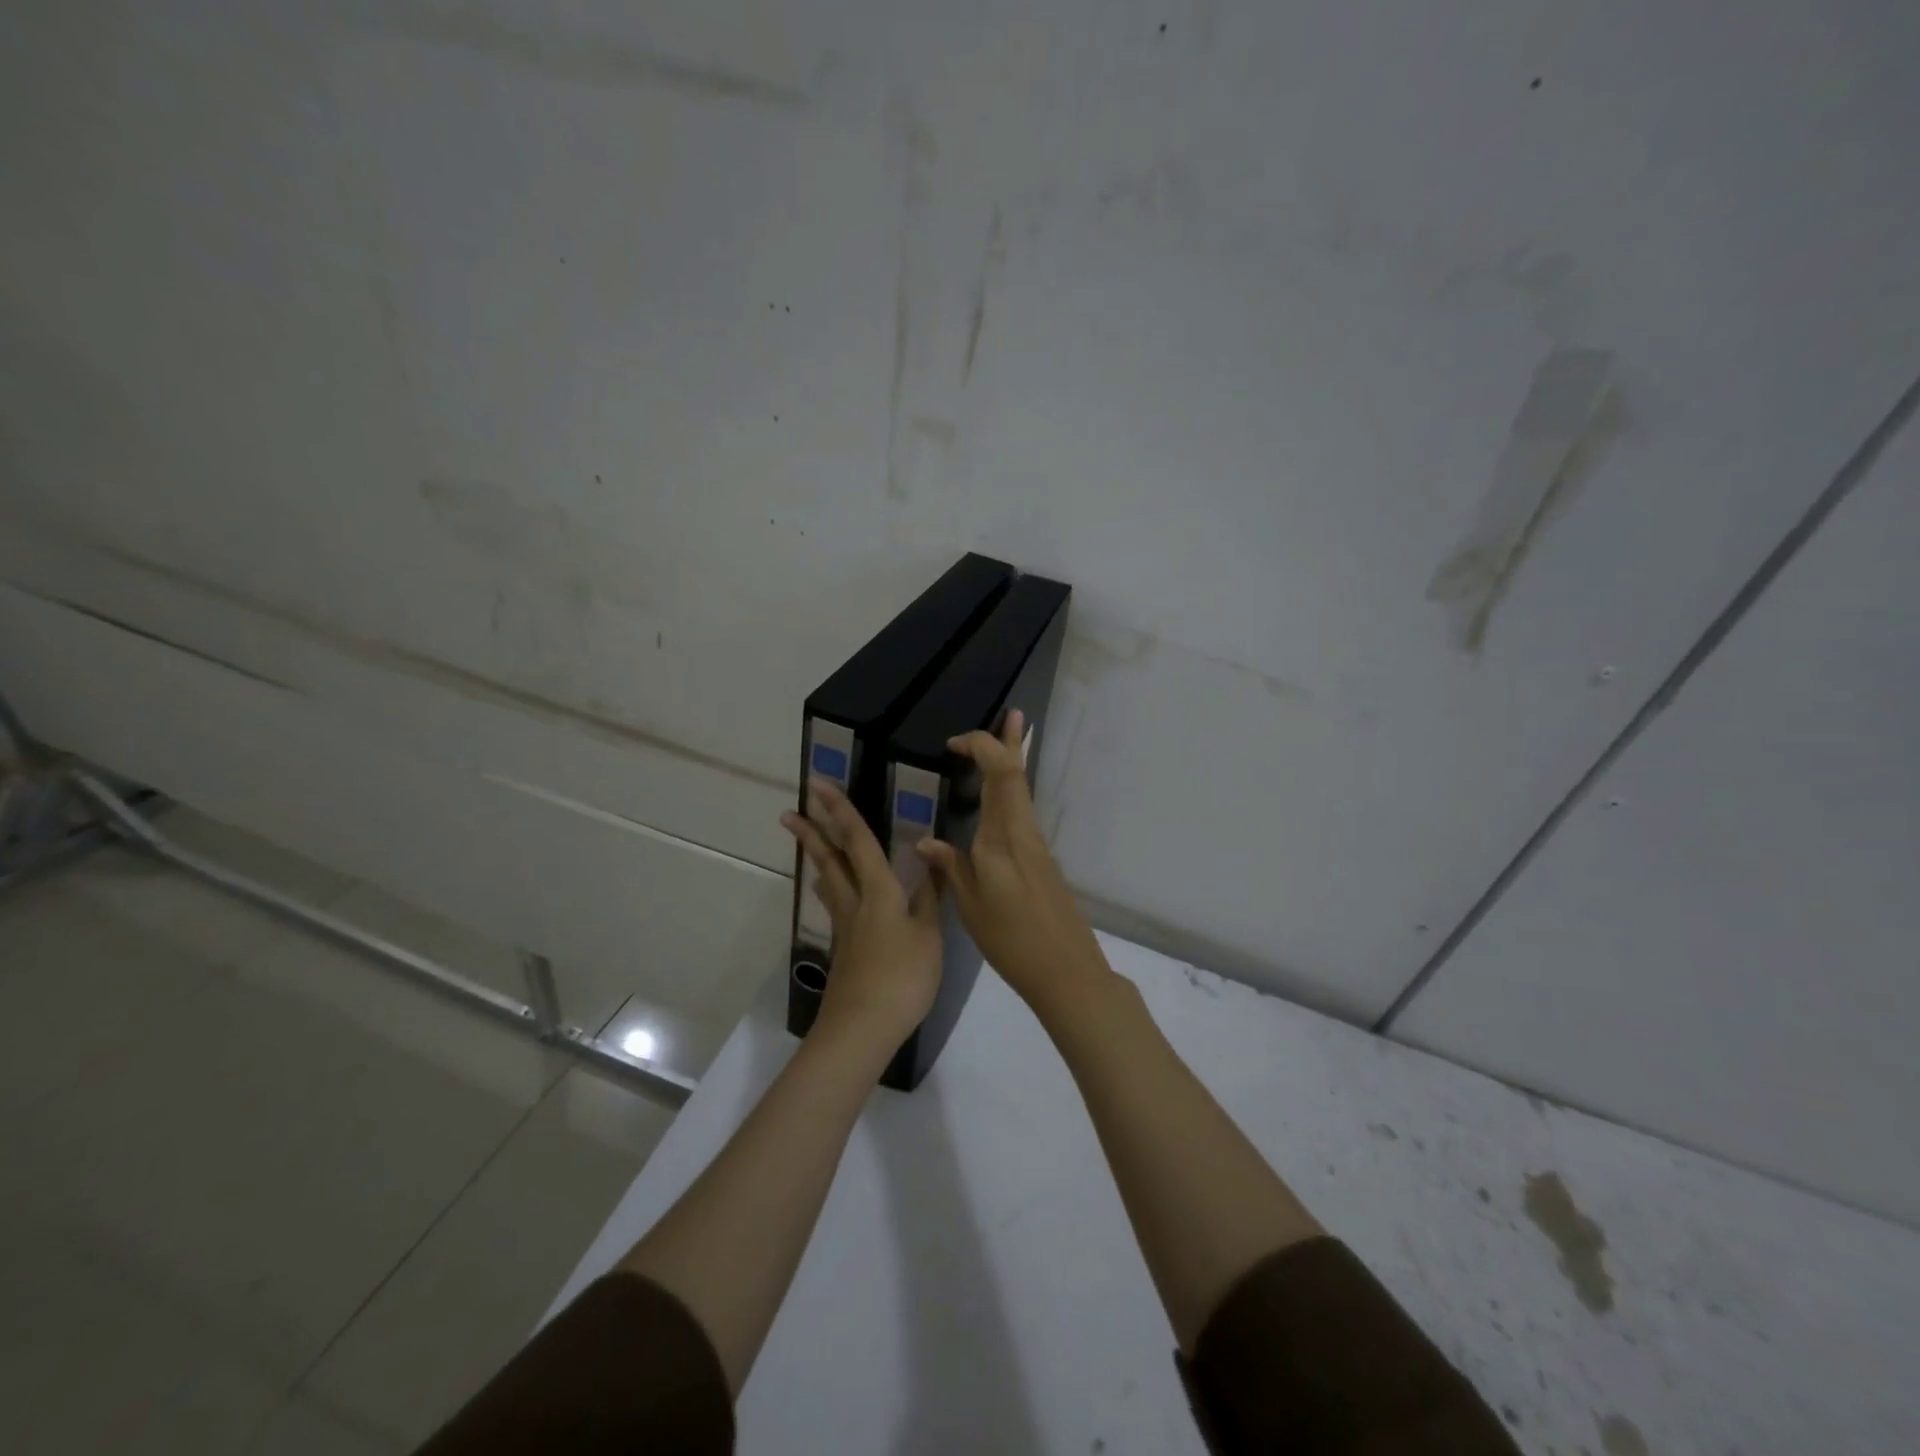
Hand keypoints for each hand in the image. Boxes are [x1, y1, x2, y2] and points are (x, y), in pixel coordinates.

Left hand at [782, 778, 942, 1051]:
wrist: (863, 1027)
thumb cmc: (902, 977)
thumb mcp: (928, 936)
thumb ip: (928, 898)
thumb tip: (931, 861)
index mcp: (879, 892)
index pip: (859, 841)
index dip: (841, 811)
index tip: (819, 785)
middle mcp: (856, 903)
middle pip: (831, 860)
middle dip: (813, 833)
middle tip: (790, 812)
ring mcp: (846, 928)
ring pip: (830, 884)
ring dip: (819, 861)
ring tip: (811, 847)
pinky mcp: (844, 950)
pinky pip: (837, 907)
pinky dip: (834, 891)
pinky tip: (839, 899)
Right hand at [915, 710, 1108, 1015]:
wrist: (1068, 971)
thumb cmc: (1012, 941)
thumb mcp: (970, 907)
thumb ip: (950, 867)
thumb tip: (926, 842)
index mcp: (1002, 840)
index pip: (1000, 776)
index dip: (982, 749)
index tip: (953, 746)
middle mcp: (1024, 833)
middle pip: (1019, 775)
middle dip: (1011, 742)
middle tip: (1013, 713)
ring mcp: (1038, 846)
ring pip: (1024, 792)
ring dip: (1015, 763)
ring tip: (1011, 739)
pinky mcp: (1043, 861)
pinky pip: (1024, 812)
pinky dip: (1014, 792)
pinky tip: (1003, 799)